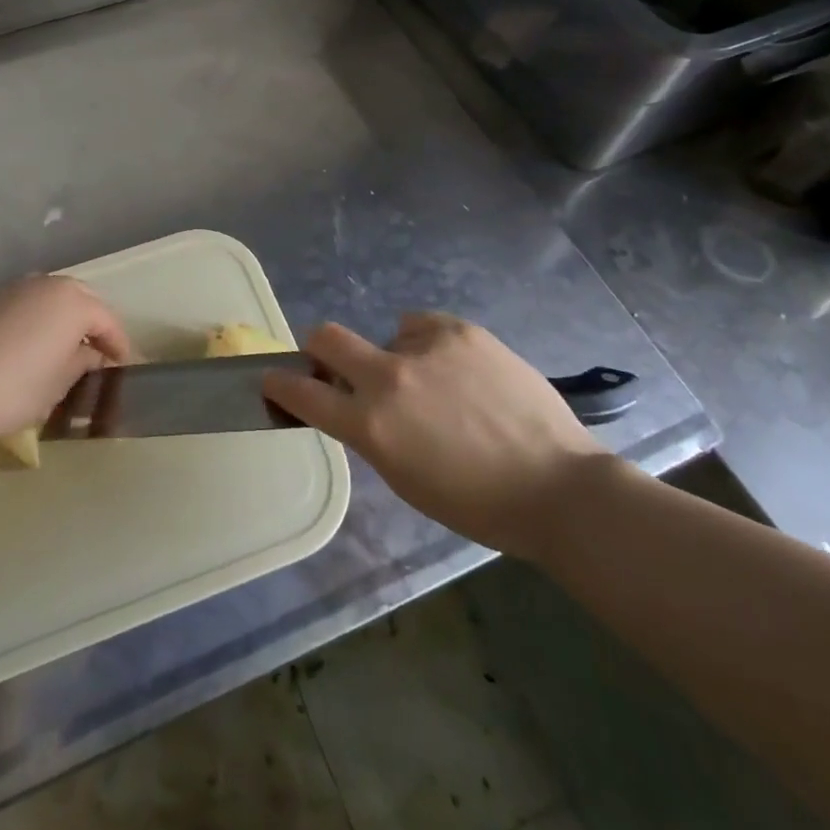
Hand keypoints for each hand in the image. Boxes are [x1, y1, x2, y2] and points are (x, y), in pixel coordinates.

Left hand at [0, 275, 131, 450]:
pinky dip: (31, 320)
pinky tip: (24, 345)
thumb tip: (89, 355)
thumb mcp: (59, 384)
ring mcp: (12, 287)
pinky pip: (21, 304)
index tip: (122, 367)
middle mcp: (45, 283)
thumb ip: (81, 363)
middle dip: (90, 325)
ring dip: (59, 319)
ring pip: (48, 298)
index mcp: (73, 301)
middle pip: (80, 300)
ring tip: (58, 348)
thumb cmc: (15, 388)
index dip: (118, 346)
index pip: (108, 321)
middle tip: (94, 354)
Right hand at [260, 313, 607, 559]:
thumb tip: (352, 403)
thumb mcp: (404, 478)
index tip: (272, 379)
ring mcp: (425, 346)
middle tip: (336, 365)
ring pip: (387, 335)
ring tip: (439, 386)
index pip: (302, 393)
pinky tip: (458, 369)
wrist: (557, 485)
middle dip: (319, 349)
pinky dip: (428, 344)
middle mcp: (389, 376)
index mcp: (371, 424)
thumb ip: (369, 433)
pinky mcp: (460, 330)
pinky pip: (422, 326)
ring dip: (396, 357)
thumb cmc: (476, 503)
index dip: (280, 384)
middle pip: (326, 337)